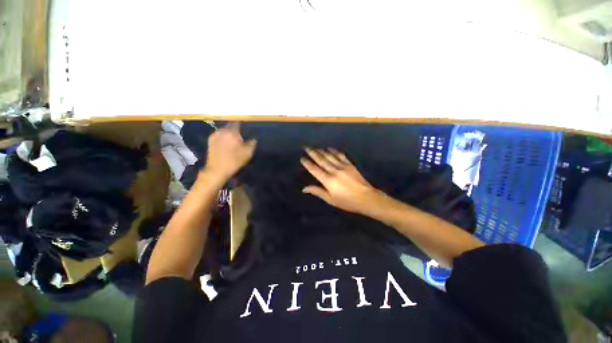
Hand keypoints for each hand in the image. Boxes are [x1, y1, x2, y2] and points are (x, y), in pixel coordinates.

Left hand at [205, 122, 256, 181]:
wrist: (217, 170)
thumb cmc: (234, 161)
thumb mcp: (248, 153)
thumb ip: (252, 143)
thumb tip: (253, 139)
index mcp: (232, 132)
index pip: (237, 122)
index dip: (242, 124)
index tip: (246, 127)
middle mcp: (222, 130)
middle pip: (230, 125)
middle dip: (236, 129)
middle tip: (241, 136)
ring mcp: (214, 135)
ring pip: (224, 130)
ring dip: (229, 133)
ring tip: (234, 140)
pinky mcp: (210, 140)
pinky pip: (219, 135)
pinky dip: (223, 137)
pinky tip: (226, 144)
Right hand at [301, 148, 378, 213]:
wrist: (366, 198)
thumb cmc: (347, 201)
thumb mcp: (331, 199)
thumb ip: (318, 192)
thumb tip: (304, 188)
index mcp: (328, 180)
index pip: (314, 169)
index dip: (307, 163)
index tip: (302, 158)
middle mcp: (334, 171)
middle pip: (321, 160)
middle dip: (312, 153)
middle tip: (306, 147)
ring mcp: (342, 166)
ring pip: (329, 156)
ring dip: (321, 151)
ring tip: (315, 147)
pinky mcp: (349, 164)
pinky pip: (340, 155)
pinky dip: (334, 151)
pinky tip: (329, 148)